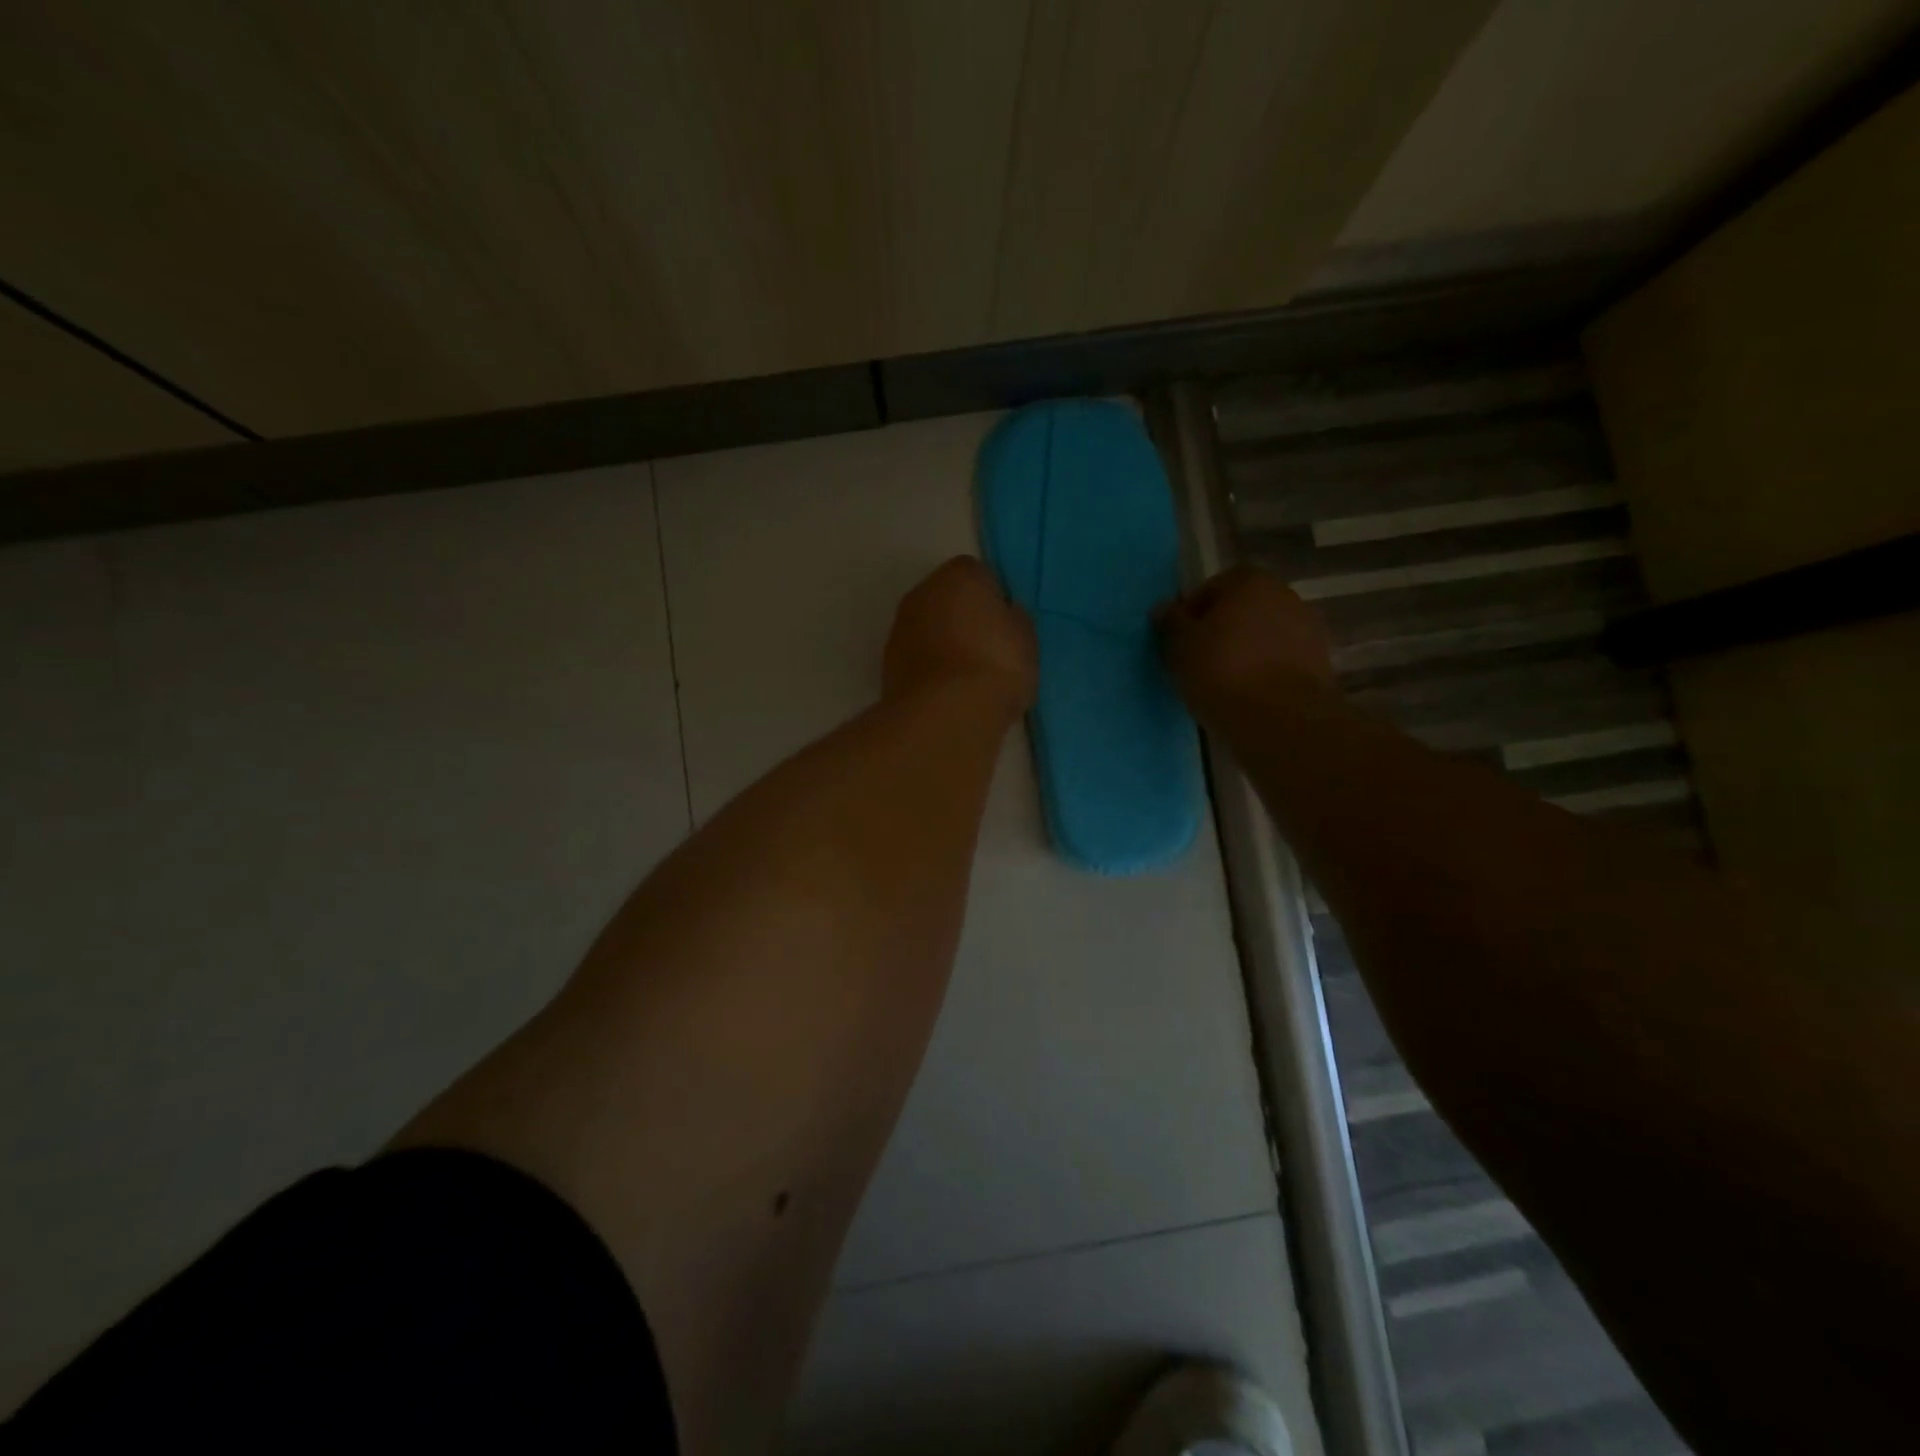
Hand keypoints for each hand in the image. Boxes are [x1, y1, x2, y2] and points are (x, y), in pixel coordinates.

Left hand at [883, 557, 1037, 715]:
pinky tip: (949, 695)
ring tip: (969, 680)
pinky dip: (931, 671)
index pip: (978, 574)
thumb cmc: (996, 664)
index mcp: (958, 576)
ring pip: (928, 631)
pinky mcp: (888, 665)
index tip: (1005, 626)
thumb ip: (1012, 620)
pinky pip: (919, 660)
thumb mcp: (1026, 638)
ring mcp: (900, 630)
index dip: (993, 599)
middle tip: (989, 651)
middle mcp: (922, 593)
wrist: (947, 713)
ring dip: (944, 646)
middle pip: (947, 600)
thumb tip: (1003, 619)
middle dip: (964, 620)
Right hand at [1157, 565, 1335, 721]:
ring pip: (1263, 634)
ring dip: (1244, 650)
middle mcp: (1284, 594)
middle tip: (1199, 660)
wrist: (1279, 717)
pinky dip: (1264, 669)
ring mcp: (1307, 627)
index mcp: (1249, 581)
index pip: (1211, 588)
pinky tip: (1248, 693)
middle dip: (1221, 630)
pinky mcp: (1319, 661)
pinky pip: (1280, 659)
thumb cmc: (1221, 670)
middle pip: (1241, 609)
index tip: (1179, 641)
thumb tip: (1163, 609)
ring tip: (1223, 681)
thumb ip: (1171, 623)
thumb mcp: (1181, 646)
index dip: (1191, 614)